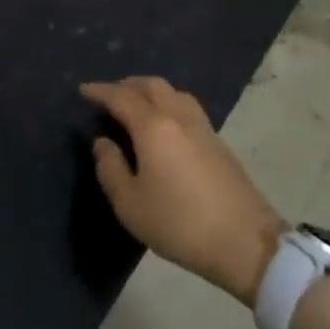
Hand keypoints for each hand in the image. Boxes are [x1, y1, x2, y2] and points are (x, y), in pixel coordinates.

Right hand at [82, 77, 287, 306]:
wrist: (246, 243)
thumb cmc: (180, 224)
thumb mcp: (130, 204)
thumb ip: (110, 168)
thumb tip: (103, 142)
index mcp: (154, 127)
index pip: (121, 97)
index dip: (100, 91)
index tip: (83, 90)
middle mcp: (179, 117)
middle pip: (152, 85)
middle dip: (127, 85)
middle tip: (108, 96)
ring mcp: (203, 128)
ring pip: (173, 93)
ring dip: (150, 91)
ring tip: (136, 105)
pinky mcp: (219, 142)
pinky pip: (187, 107)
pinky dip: (168, 104)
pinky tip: (163, 124)